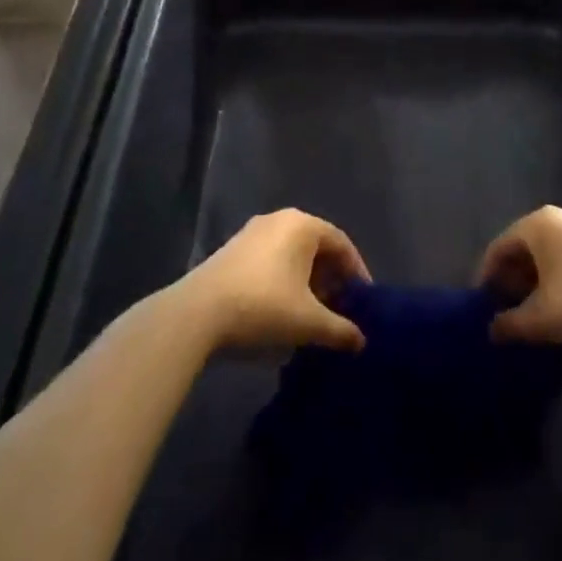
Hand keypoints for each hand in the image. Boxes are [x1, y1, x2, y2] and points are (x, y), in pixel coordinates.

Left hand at [179, 210, 370, 353]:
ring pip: (292, 253)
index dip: (356, 272)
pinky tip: (281, 310)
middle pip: (316, 246)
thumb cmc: (263, 307)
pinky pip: (271, 258)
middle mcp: (279, 219)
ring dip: (307, 280)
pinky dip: (284, 279)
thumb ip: (340, 330)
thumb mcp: (308, 323)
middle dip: (331, 278)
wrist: (198, 313)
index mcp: (303, 225)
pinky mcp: (233, 249)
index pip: (341, 243)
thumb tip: (361, 341)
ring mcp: (252, 232)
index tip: (363, 300)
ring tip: (311, 314)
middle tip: (339, 308)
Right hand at [476, 206, 561, 345]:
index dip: (487, 275)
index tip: (482, 303)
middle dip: (512, 277)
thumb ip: (511, 323)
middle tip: (506, 307)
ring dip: (536, 278)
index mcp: (538, 224)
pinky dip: (558, 276)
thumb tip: (491, 330)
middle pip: (525, 246)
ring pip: (549, 252)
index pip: (500, 246)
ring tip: (533, 309)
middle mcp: (561, 217)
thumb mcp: (543, 318)